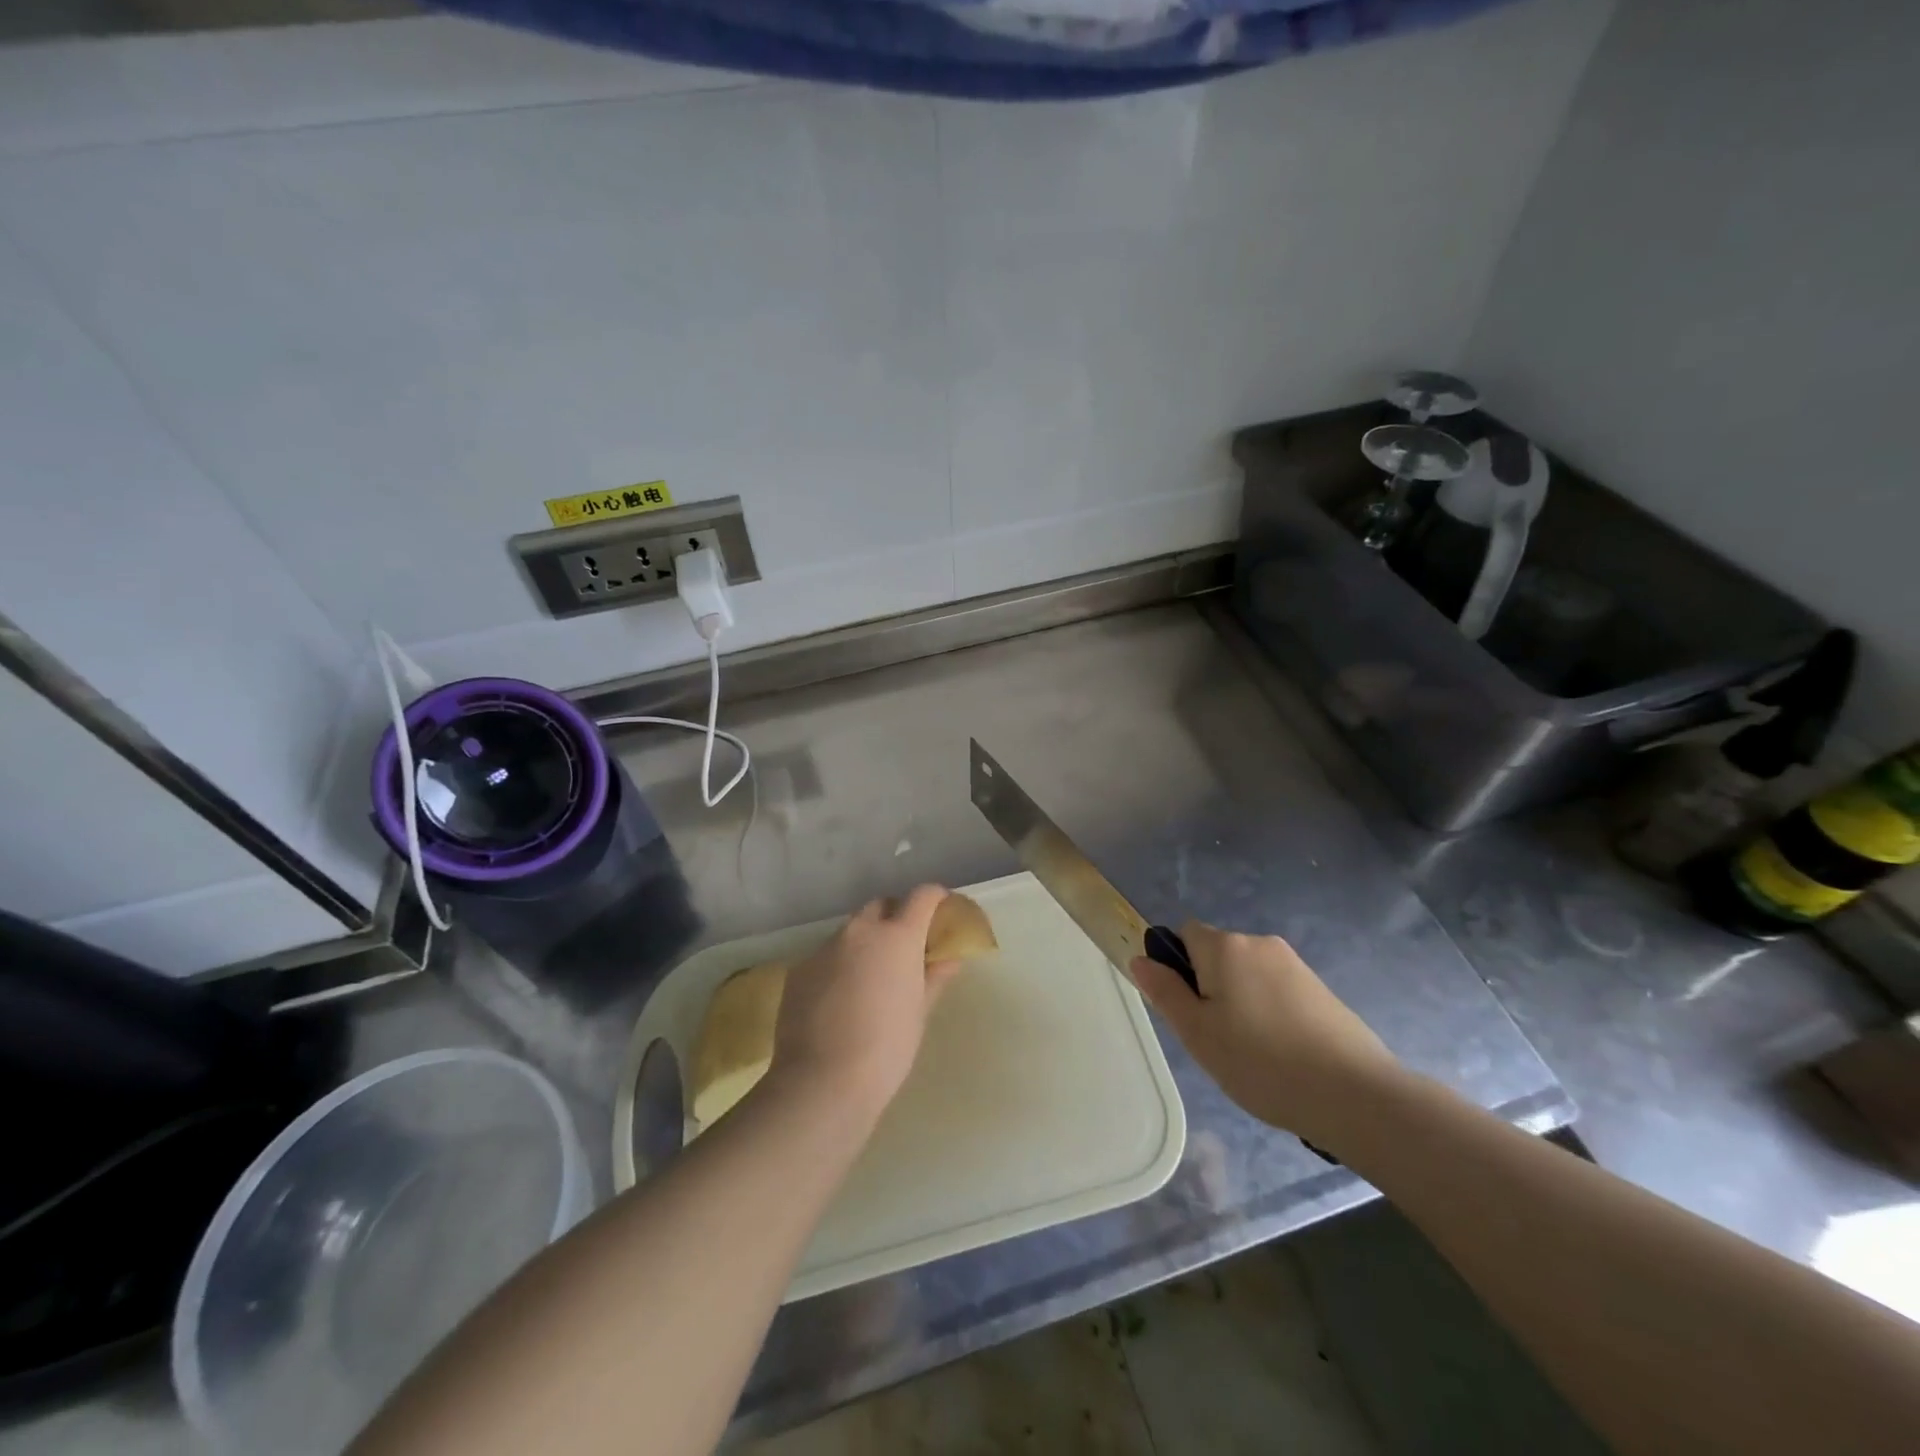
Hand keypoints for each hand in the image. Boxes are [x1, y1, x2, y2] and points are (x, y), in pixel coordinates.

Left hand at [768, 885, 962, 1119]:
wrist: (822, 1081)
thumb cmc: (887, 1047)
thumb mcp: (919, 1012)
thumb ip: (934, 977)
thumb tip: (948, 958)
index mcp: (898, 936)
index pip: (922, 896)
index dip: (935, 898)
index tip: (941, 911)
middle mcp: (860, 931)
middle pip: (882, 906)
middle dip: (895, 917)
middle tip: (904, 948)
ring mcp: (825, 947)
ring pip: (851, 931)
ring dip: (865, 943)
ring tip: (869, 979)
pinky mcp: (799, 969)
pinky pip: (826, 956)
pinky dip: (839, 965)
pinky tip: (840, 999)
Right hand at [1132, 922, 1399, 1145]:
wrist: (1355, 1094)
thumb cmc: (1261, 1062)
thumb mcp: (1198, 1033)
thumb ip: (1165, 991)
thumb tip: (1141, 959)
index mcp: (1225, 947)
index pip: (1184, 933)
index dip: (1177, 966)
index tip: (1187, 1009)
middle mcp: (1259, 943)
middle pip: (1217, 954)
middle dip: (1209, 987)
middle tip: (1215, 1038)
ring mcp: (1295, 965)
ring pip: (1247, 975)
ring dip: (1240, 1001)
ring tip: (1251, 1053)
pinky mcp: (1321, 989)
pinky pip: (1276, 990)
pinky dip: (1269, 1012)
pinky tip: (1281, 1054)